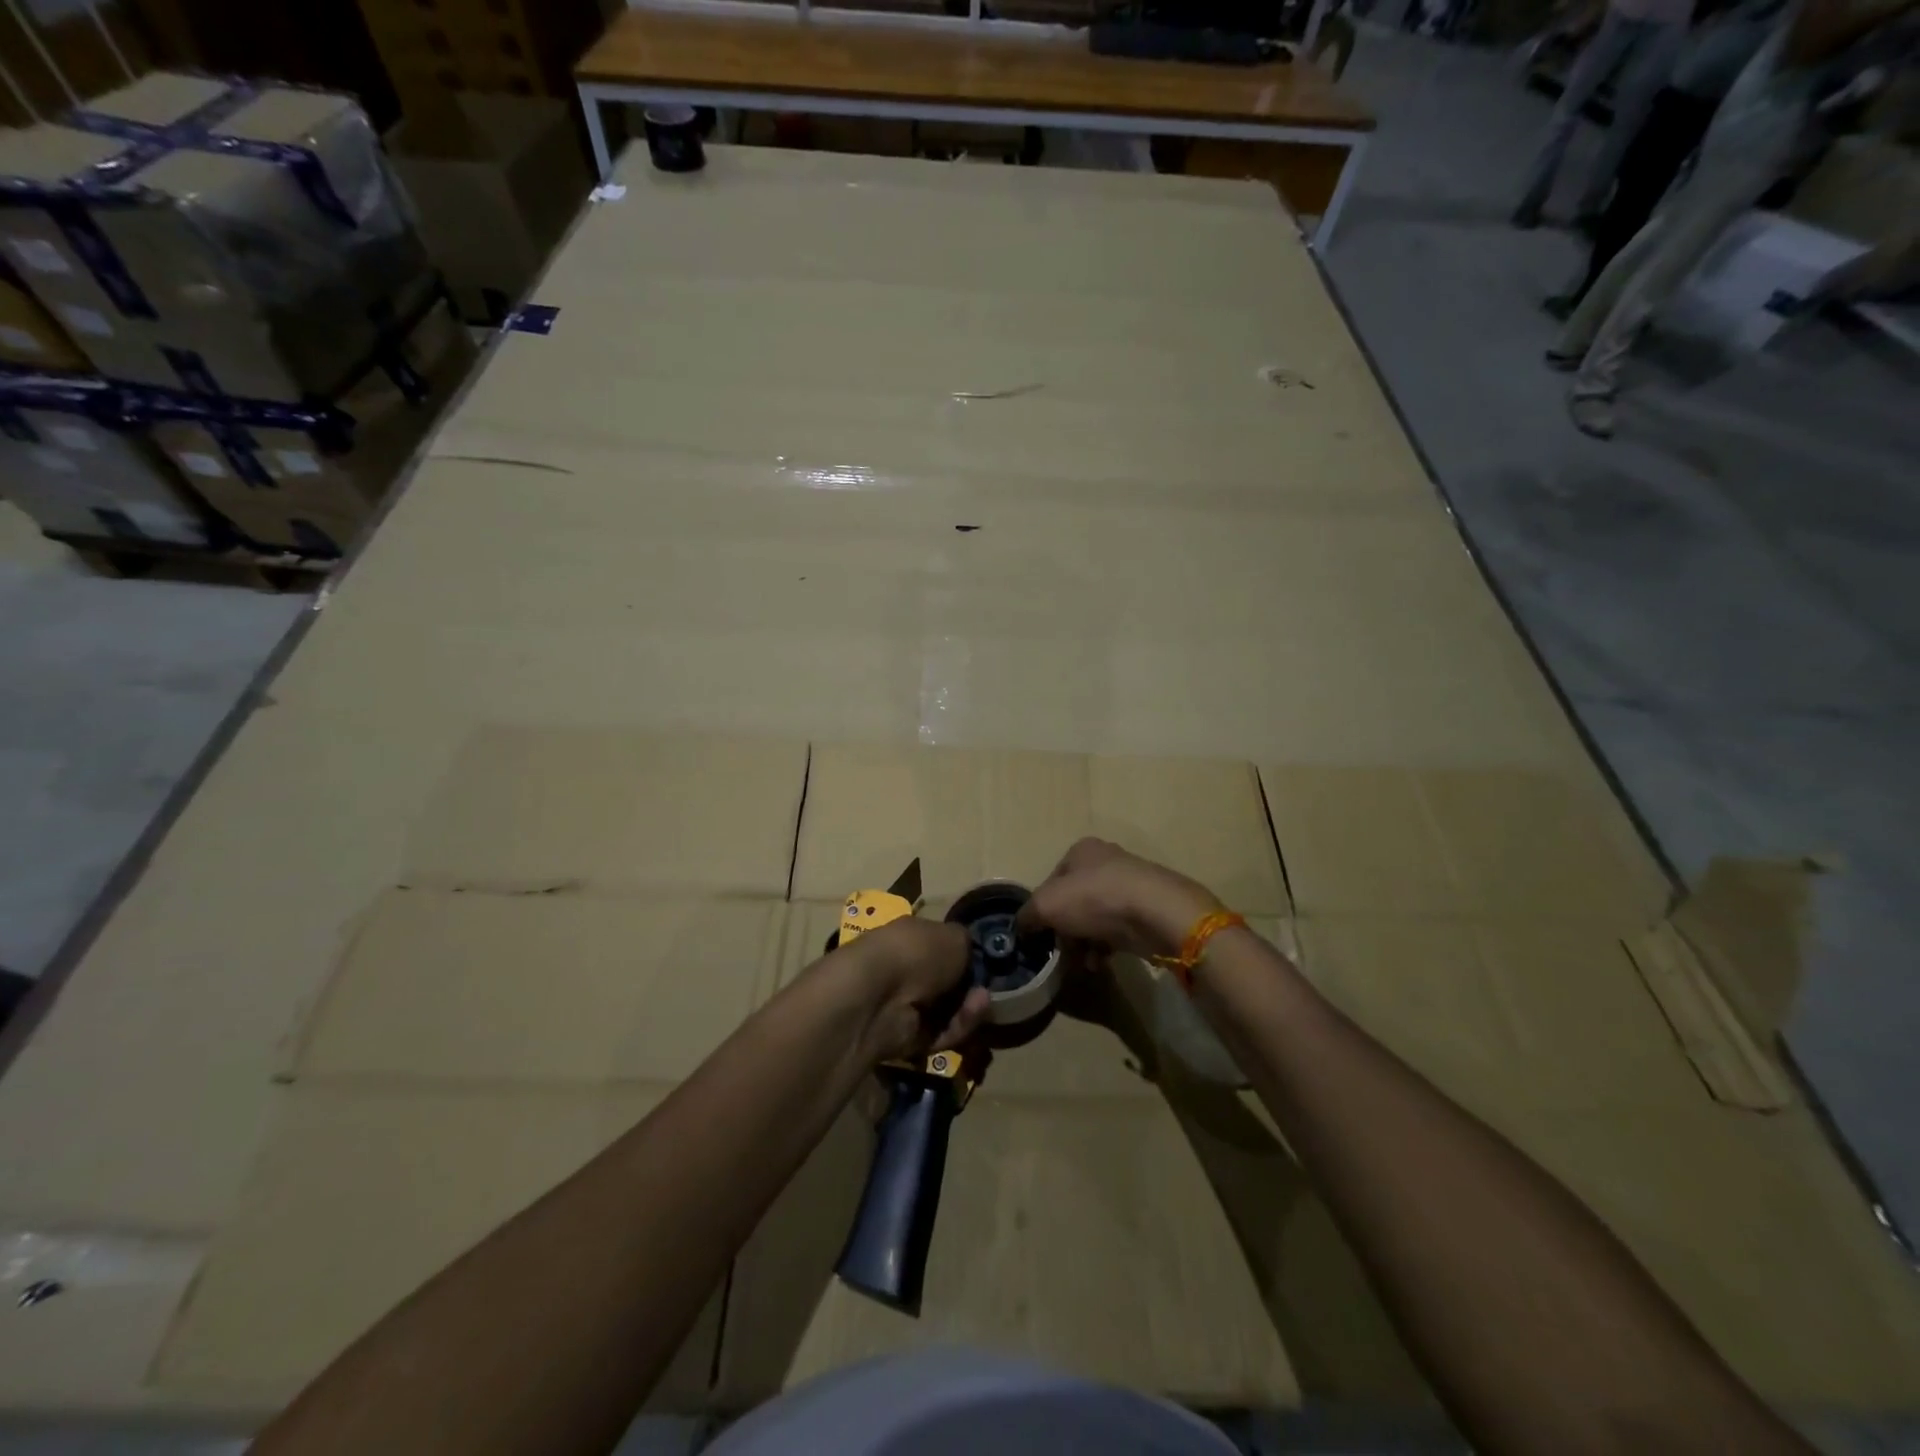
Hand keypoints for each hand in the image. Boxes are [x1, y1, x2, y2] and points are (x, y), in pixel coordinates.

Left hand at [826, 917, 988, 1065]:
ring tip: (982, 1002)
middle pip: (947, 984)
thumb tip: (969, 952)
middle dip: (971, 987)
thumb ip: (967, 943)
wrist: (878, 996)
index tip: (987, 963)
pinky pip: (941, 1034)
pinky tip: (971, 1015)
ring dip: (969, 1008)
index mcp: (910, 937)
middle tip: (987, 989)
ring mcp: (904, 1005)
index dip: (965, 956)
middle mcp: (906, 969)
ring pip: (948, 1011)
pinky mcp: (907, 1038)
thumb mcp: (955, 936)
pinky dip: (958, 1026)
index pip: (941, 947)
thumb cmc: (917, 951)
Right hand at [1016, 838, 1218, 961]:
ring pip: (1096, 918)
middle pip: (1074, 900)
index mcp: (1082, 851)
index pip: (1052, 880)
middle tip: (1060, 951)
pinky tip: (1100, 963)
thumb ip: (1027, 915)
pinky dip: (1106, 947)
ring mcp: (1130, 886)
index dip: (1042, 907)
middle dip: (1065, 929)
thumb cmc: (1094, 899)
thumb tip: (1021, 927)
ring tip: (1082, 962)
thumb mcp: (1047, 905)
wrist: (1155, 913)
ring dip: (1084, 942)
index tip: (1040, 932)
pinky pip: (1117, 930)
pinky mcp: (1147, 910)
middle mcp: (1106, 862)